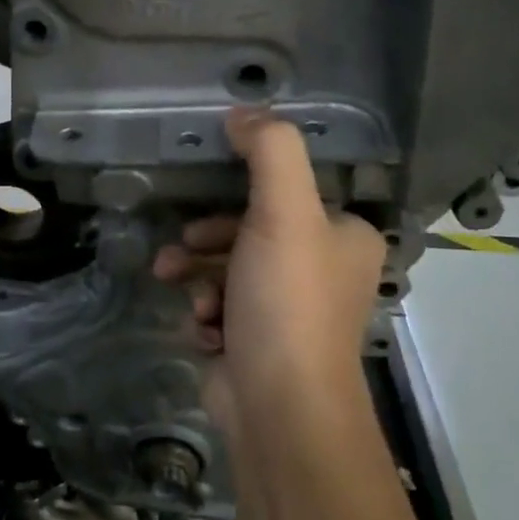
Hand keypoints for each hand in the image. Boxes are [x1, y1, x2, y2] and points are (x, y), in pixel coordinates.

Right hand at [154, 109, 386, 427]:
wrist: (278, 407)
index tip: (205, 199)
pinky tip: (201, 328)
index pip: (287, 195)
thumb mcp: (283, 212)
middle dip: (206, 240)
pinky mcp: (258, 343)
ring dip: (196, 275)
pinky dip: (205, 312)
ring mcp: (289, 311)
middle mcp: (323, 271)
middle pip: (249, 232)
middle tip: (180, 248)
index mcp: (344, 237)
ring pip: (227, 270)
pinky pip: (221, 308)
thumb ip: (269, 152)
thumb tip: (243, 112)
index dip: (241, 195)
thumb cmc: (287, 302)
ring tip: (174, 286)